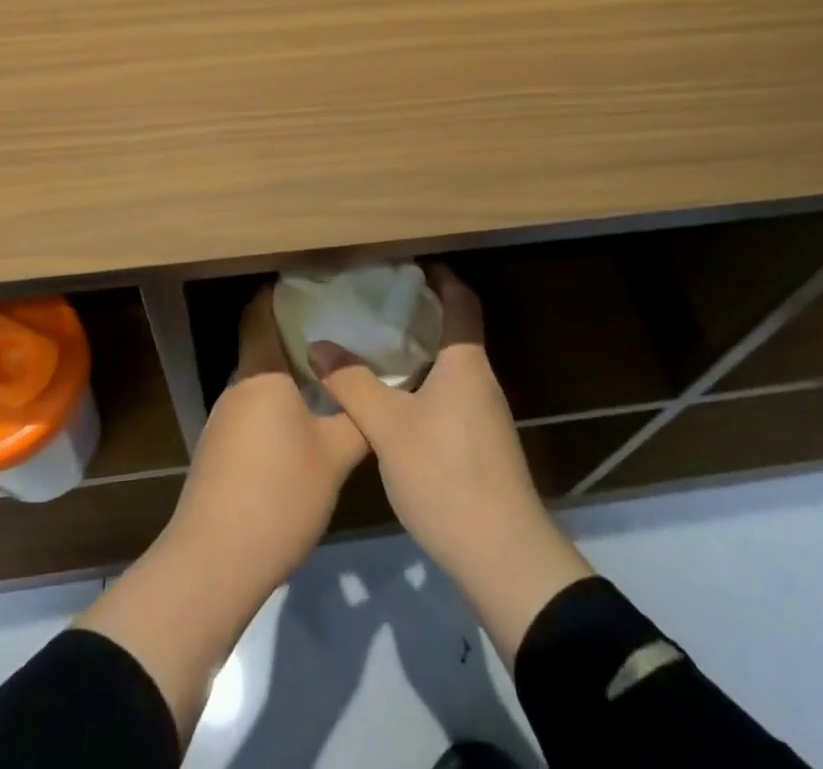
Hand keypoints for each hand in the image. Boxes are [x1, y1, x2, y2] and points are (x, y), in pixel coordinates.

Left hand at [79, 287, 368, 741]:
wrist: (214, 563)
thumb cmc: (278, 494)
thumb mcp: (334, 455)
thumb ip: (358, 416)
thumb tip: (379, 388)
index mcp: (261, 373)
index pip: (261, 312)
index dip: (282, 293)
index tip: (317, 285)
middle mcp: (237, 387)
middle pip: (263, 344)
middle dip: (298, 335)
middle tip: (341, 330)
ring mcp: (223, 420)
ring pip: (259, 381)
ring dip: (289, 374)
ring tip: (331, 374)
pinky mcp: (220, 451)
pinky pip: (252, 409)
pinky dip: (278, 404)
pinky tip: (305, 423)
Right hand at [309, 264, 594, 661]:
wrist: (504, 557)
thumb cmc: (446, 475)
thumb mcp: (388, 427)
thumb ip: (353, 383)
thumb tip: (319, 345)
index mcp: (465, 363)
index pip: (462, 302)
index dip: (442, 277)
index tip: (411, 265)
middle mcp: (481, 380)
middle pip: (455, 331)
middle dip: (421, 313)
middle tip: (377, 304)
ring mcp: (486, 415)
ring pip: (451, 367)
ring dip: (421, 352)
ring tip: (377, 347)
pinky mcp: (483, 445)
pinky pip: (451, 395)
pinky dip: (424, 384)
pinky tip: (395, 401)